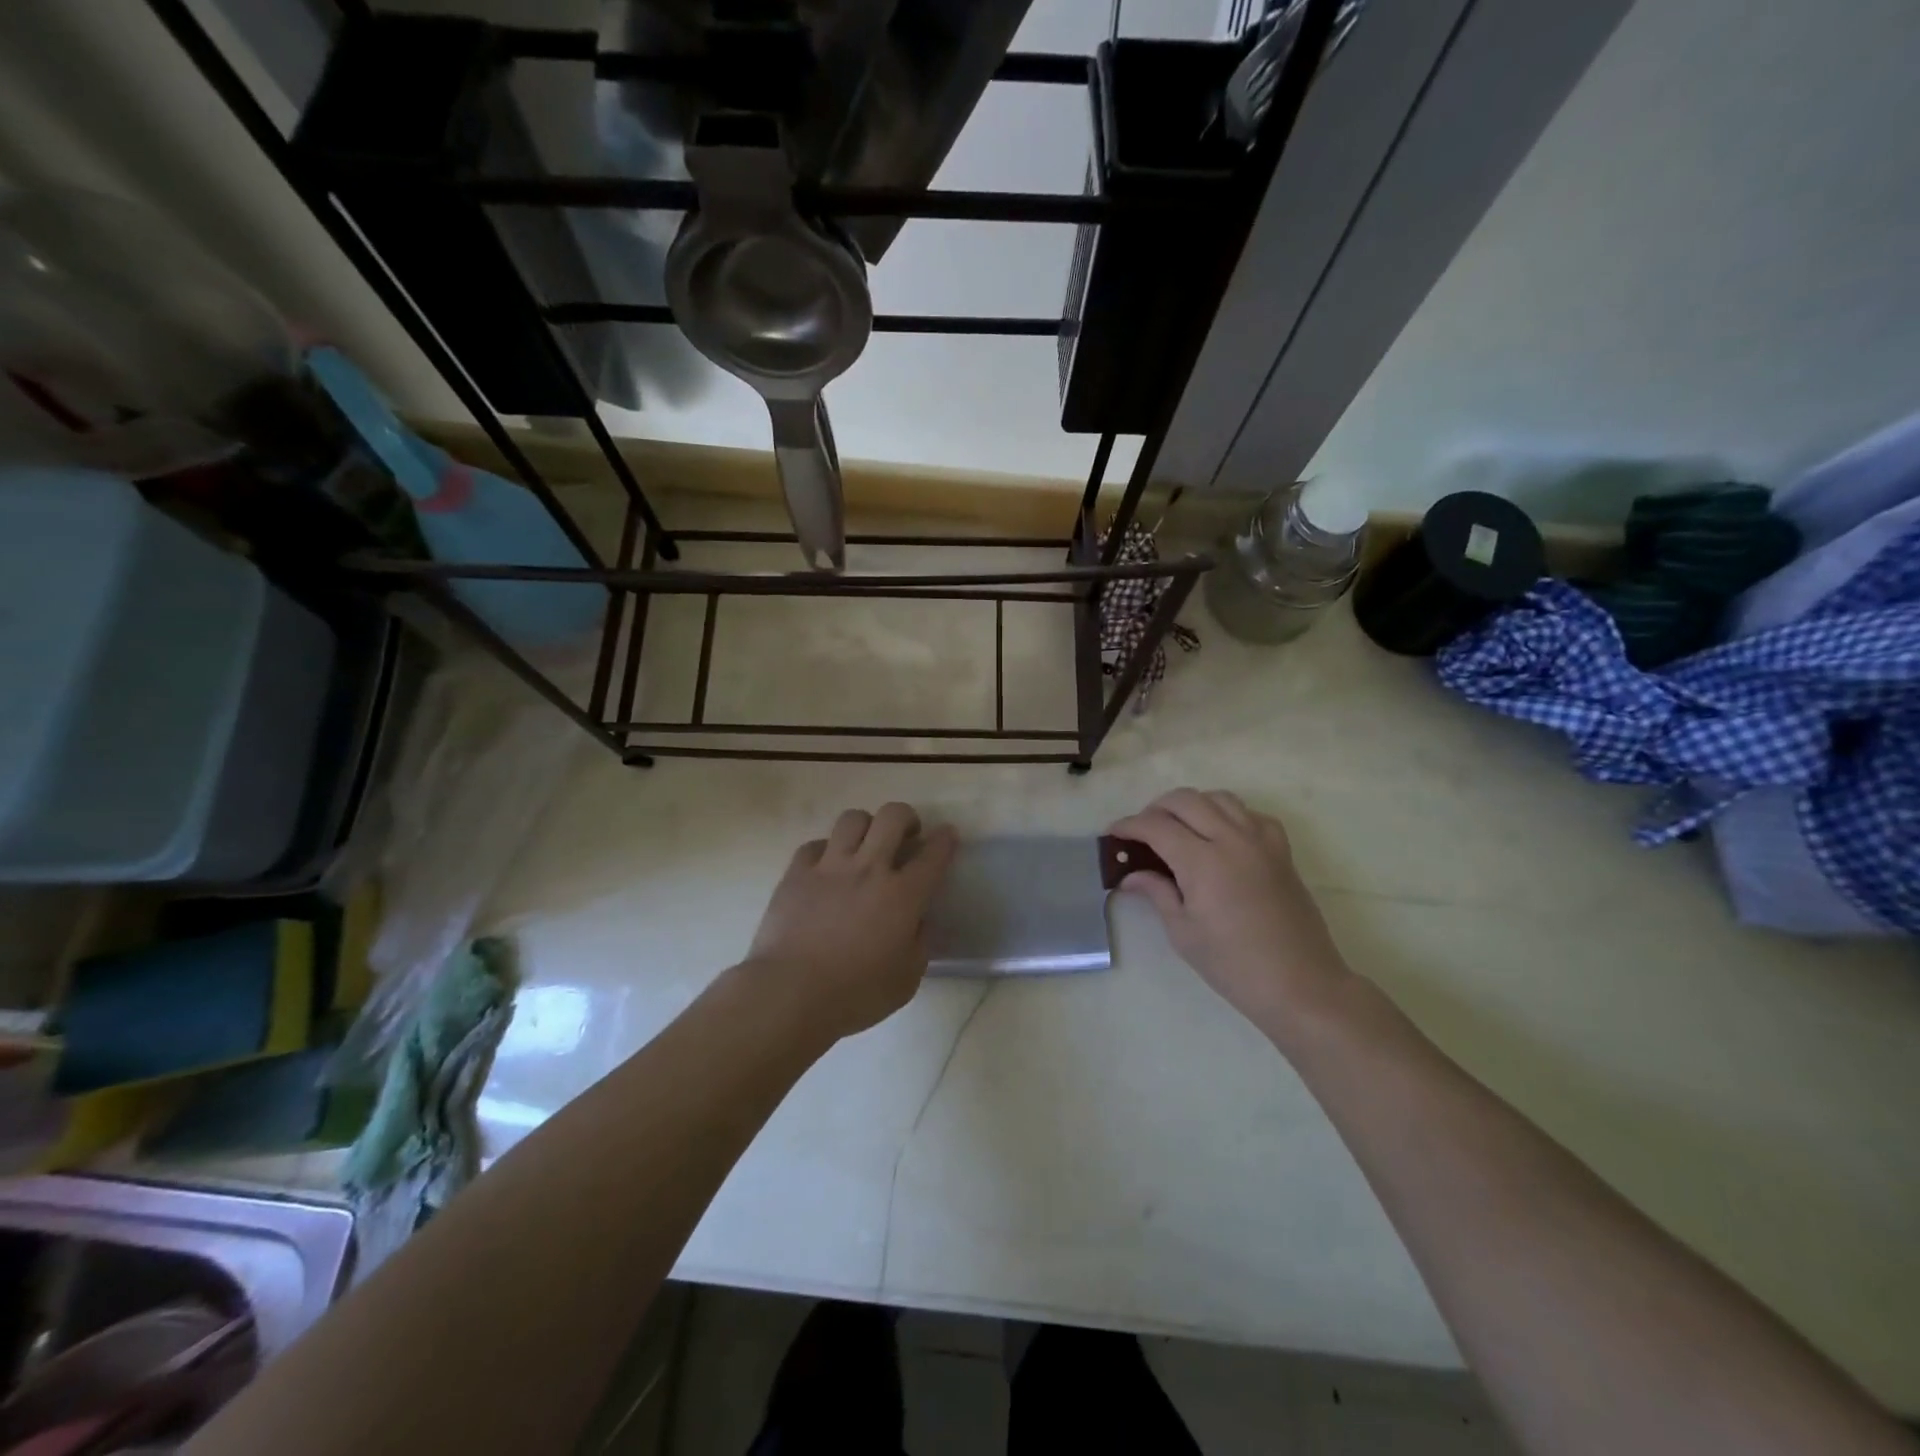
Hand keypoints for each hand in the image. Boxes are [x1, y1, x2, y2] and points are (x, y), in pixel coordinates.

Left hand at [745, 803, 958, 1041]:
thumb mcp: (906, 979)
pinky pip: (815, 844)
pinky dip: (826, 851)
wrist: (790, 993)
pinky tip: (826, 868)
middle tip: (906, 835)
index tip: (947, 835)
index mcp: (903, 895)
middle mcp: (869, 869)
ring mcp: (829, 866)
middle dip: (906, 817)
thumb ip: (919, 942)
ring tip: (865, 845)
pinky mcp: (796, 873)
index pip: (933, 854)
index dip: (945, 839)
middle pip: (893, 816)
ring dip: (866, 826)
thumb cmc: (855, 994)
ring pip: (852, 819)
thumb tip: (918, 920)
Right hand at [1110, 789, 1349, 1033]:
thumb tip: (1130, 876)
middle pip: (1185, 800)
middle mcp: (1232, 840)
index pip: (1156, 826)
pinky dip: (1229, 814)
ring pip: (1220, 798)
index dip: (1129, 826)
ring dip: (1192, 805)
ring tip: (1178, 828)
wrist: (1300, 984)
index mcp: (1203, 861)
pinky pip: (1251, 814)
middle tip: (1141, 832)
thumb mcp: (1183, 932)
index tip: (1112, 834)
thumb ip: (1157, 893)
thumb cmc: (1233, 965)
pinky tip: (1220, 836)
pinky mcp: (1281, 851)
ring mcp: (1261, 841)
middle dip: (1155, 809)